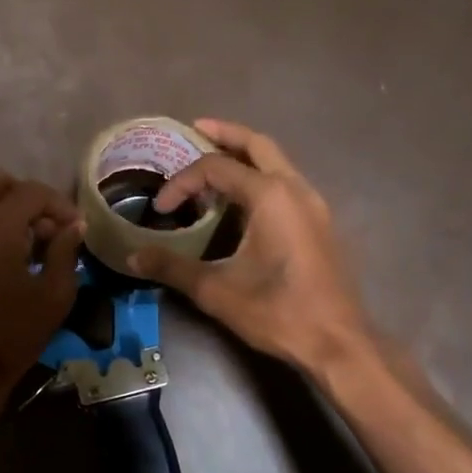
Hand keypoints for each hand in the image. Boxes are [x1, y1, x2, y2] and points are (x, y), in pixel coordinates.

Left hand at [0, 169, 84, 402]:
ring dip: (0, 206)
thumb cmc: (12, 335)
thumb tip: (73, 227)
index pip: (32, 192)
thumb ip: (65, 251)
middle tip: (46, 227)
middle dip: (27, 198)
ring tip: (20, 238)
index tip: (74, 227)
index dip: (59, 205)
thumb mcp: (54, 295)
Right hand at [128, 119, 370, 375]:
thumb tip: (132, 256)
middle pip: (257, 144)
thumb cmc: (277, 311)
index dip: (182, 182)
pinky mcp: (320, 223)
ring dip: (245, 156)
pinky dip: (261, 177)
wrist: (338, 343)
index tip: (161, 208)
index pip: (216, 168)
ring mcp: (314, 205)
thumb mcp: (216, 290)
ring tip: (214, 166)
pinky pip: (287, 183)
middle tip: (195, 129)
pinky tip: (242, 202)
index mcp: (270, 195)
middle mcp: (295, 188)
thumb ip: (172, 267)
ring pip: (277, 162)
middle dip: (225, 134)